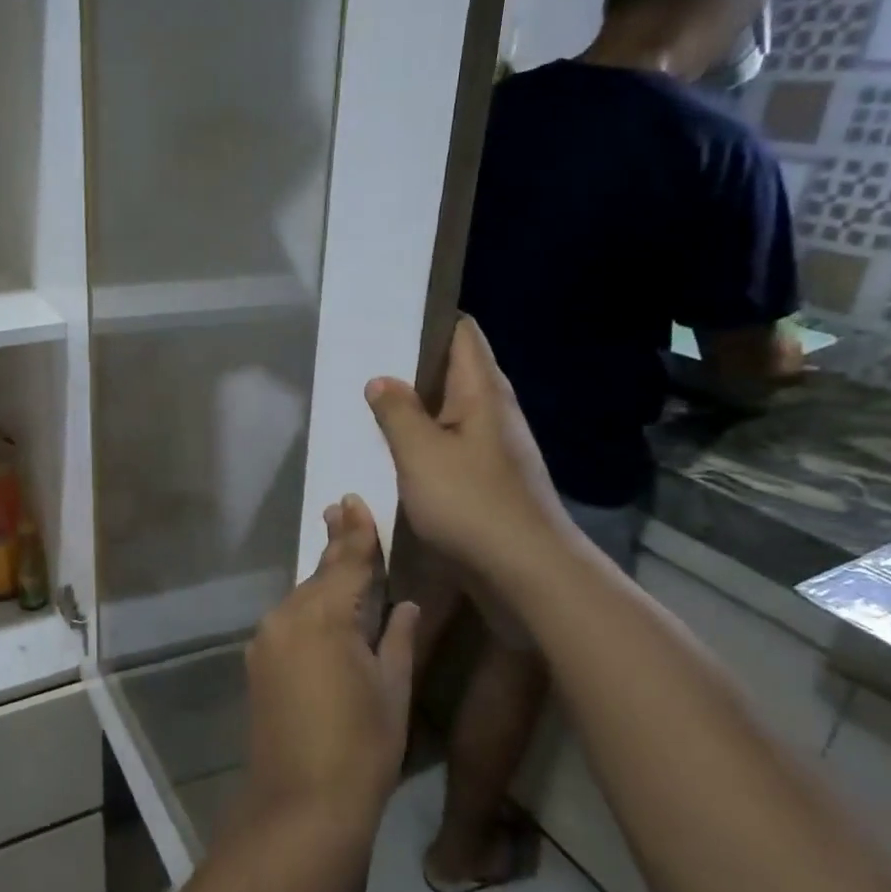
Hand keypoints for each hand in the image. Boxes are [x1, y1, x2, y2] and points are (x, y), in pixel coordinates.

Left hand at [243, 496, 418, 844]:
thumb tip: (404, 605)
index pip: (346, 562)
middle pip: (319, 575)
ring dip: (322, 581)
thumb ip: (397, 638)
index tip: (353, 501)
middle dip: (335, 546)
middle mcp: (288, 617)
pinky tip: (324, 614)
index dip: (356, 533)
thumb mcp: (392, 690)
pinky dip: (309, 612)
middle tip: (341, 510)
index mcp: (325, 616)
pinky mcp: (257, 663)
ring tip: (339, 556)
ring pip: (302, 599)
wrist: (300, 804)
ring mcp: (267, 640)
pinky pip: (289, 624)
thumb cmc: (362, 748)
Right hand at [364, 315, 578, 582]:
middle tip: (363, 361)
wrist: (527, 573)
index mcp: (482, 392)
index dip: (428, 319)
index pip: (460, 333)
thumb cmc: (471, 504)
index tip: (386, 318)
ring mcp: (494, 447)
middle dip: (411, 364)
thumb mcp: (421, 453)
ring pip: (449, 411)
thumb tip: (381, 380)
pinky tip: (394, 453)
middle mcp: (494, 412)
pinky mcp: (488, 479)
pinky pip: (450, 445)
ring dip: (414, 407)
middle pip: (453, 370)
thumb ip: (397, 412)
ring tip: (369, 404)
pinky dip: (423, 441)